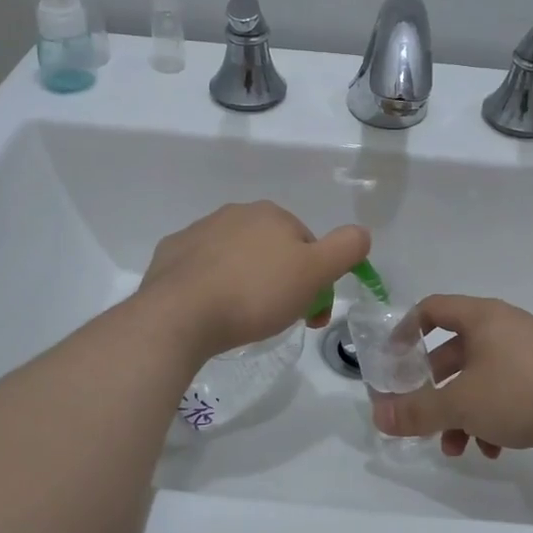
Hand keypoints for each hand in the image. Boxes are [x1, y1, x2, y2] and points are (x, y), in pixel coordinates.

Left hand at [138, 202, 369, 359]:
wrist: (180, 314)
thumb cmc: (255, 293)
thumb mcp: (315, 272)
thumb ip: (346, 248)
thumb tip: (362, 233)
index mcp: (271, 214)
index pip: (307, 245)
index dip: (316, 280)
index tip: (311, 314)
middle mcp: (235, 213)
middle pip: (272, 250)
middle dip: (281, 281)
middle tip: (279, 319)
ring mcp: (198, 232)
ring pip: (236, 258)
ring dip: (246, 282)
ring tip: (242, 319)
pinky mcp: (170, 255)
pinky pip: (202, 269)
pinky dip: (211, 285)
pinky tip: (211, 311)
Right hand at [371, 295, 532, 460]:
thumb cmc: (520, 393)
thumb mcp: (461, 404)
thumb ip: (417, 411)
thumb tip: (378, 418)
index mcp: (482, 317)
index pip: (432, 309)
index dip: (406, 330)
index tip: (392, 359)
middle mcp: (505, 327)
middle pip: (455, 350)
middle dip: (435, 388)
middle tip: (421, 414)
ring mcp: (531, 352)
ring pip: (481, 377)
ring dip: (462, 411)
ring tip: (457, 447)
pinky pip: (507, 390)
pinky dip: (492, 416)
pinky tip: (493, 449)